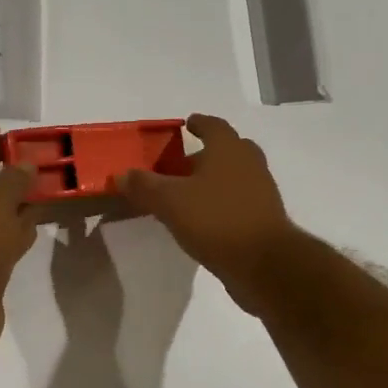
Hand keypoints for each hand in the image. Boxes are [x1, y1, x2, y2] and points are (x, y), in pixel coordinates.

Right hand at [120, 114, 298, 315]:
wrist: (265, 265)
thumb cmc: (216, 220)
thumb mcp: (170, 201)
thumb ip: (144, 186)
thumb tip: (121, 174)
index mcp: (229, 149)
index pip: (214, 126)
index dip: (199, 123)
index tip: (187, 124)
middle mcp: (249, 164)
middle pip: (229, 149)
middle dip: (207, 153)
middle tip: (182, 163)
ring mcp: (261, 192)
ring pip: (235, 176)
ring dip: (214, 179)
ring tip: (188, 193)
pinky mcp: (264, 219)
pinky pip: (239, 201)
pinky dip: (222, 202)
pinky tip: (203, 219)